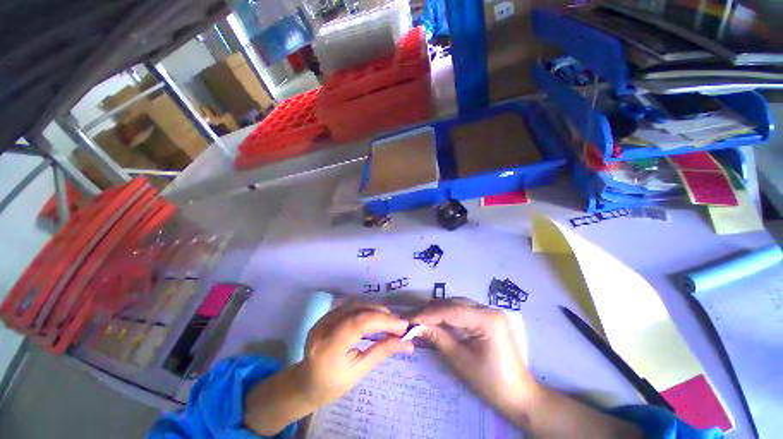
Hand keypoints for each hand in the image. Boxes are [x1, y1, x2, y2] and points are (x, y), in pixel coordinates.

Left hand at [299, 303, 412, 405]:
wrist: (304, 382)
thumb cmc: (331, 385)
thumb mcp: (358, 373)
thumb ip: (381, 352)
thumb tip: (407, 343)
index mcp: (328, 349)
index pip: (359, 323)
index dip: (383, 320)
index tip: (403, 326)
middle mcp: (323, 328)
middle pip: (358, 310)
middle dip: (382, 314)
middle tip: (399, 324)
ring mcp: (322, 319)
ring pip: (355, 304)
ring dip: (375, 309)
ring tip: (390, 320)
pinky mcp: (326, 315)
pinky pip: (350, 306)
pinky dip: (366, 309)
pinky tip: (375, 317)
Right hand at [412, 298, 538, 424]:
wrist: (520, 396)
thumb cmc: (491, 383)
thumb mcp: (460, 360)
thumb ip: (438, 338)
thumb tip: (416, 326)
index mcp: (486, 319)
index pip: (450, 310)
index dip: (427, 314)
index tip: (408, 318)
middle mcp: (489, 309)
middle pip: (453, 304)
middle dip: (431, 311)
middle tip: (411, 318)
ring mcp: (490, 312)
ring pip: (457, 305)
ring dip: (438, 311)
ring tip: (420, 318)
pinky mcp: (489, 319)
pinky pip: (464, 312)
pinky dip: (449, 315)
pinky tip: (437, 320)